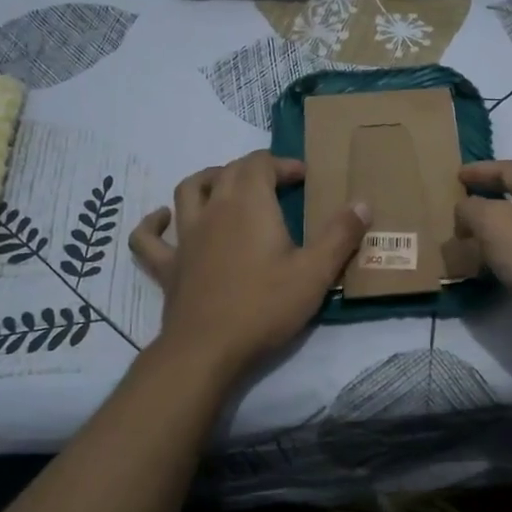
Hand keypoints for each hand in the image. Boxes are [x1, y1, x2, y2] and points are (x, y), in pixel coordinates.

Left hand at [130, 151, 367, 378]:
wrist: (208, 349)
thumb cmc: (265, 307)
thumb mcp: (315, 272)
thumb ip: (340, 235)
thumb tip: (362, 203)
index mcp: (249, 204)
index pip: (261, 163)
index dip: (283, 163)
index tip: (304, 177)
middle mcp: (213, 209)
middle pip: (228, 171)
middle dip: (254, 169)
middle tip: (276, 184)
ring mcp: (185, 237)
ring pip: (188, 190)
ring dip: (208, 180)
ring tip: (224, 184)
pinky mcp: (168, 266)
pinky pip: (148, 238)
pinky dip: (153, 223)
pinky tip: (162, 219)